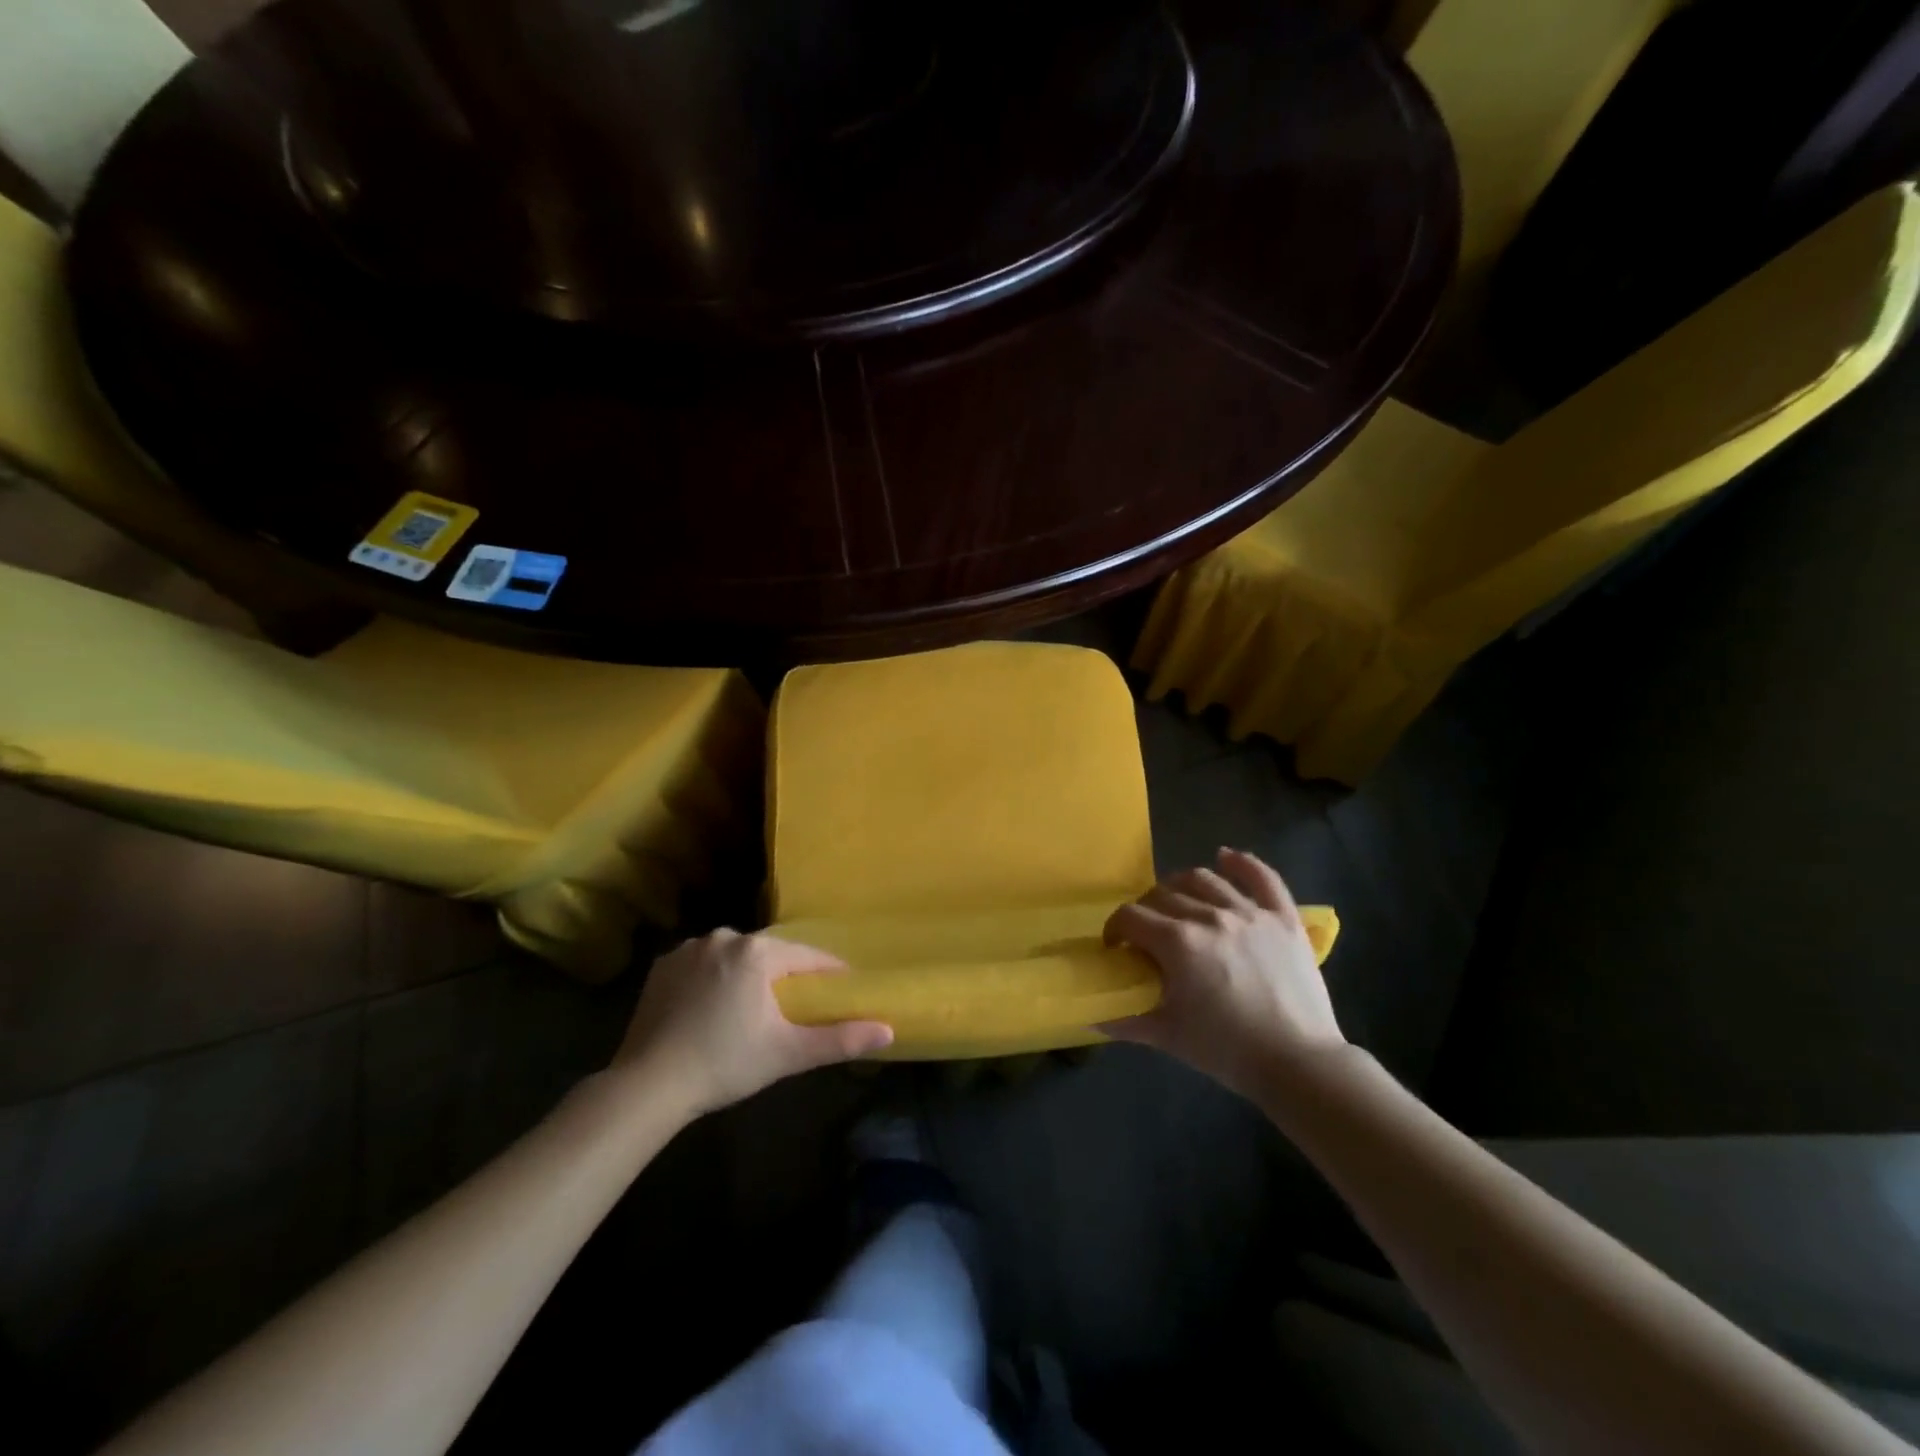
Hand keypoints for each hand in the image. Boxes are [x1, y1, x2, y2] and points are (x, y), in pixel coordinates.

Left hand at [615, 931, 892, 1116]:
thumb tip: (888, 1029)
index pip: (807, 956)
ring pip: (734, 956)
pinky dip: (712, 979)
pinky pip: (701, 964)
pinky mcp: (662, 966)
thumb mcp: (788, 1053)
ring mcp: (688, 949)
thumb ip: (839, 1039)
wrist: (648, 1084)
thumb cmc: (726, 1064)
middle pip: (769, 954)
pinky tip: (710, 1007)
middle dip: (783, 974)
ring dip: (746, 974)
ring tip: (750, 1008)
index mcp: (758, 952)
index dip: (827, 972)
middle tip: (793, 1005)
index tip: (841, 987)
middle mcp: (724, 937)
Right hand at [1101, 848, 1344, 1099]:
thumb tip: (1094, 1015)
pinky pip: (1263, 877)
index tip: (1115, 946)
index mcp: (1178, 942)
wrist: (1298, 1064)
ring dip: (1181, 886)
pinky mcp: (1284, 918)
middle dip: (1145, 911)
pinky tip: (1225, 858)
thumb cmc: (1227, 1051)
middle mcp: (1210, 916)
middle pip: (1162, 895)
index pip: (1130, 917)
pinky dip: (1242, 863)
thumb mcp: (1168, 1036)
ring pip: (1204, 879)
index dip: (1115, 928)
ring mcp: (1250, 913)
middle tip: (1146, 934)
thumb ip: (1126, 1020)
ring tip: (1178, 903)